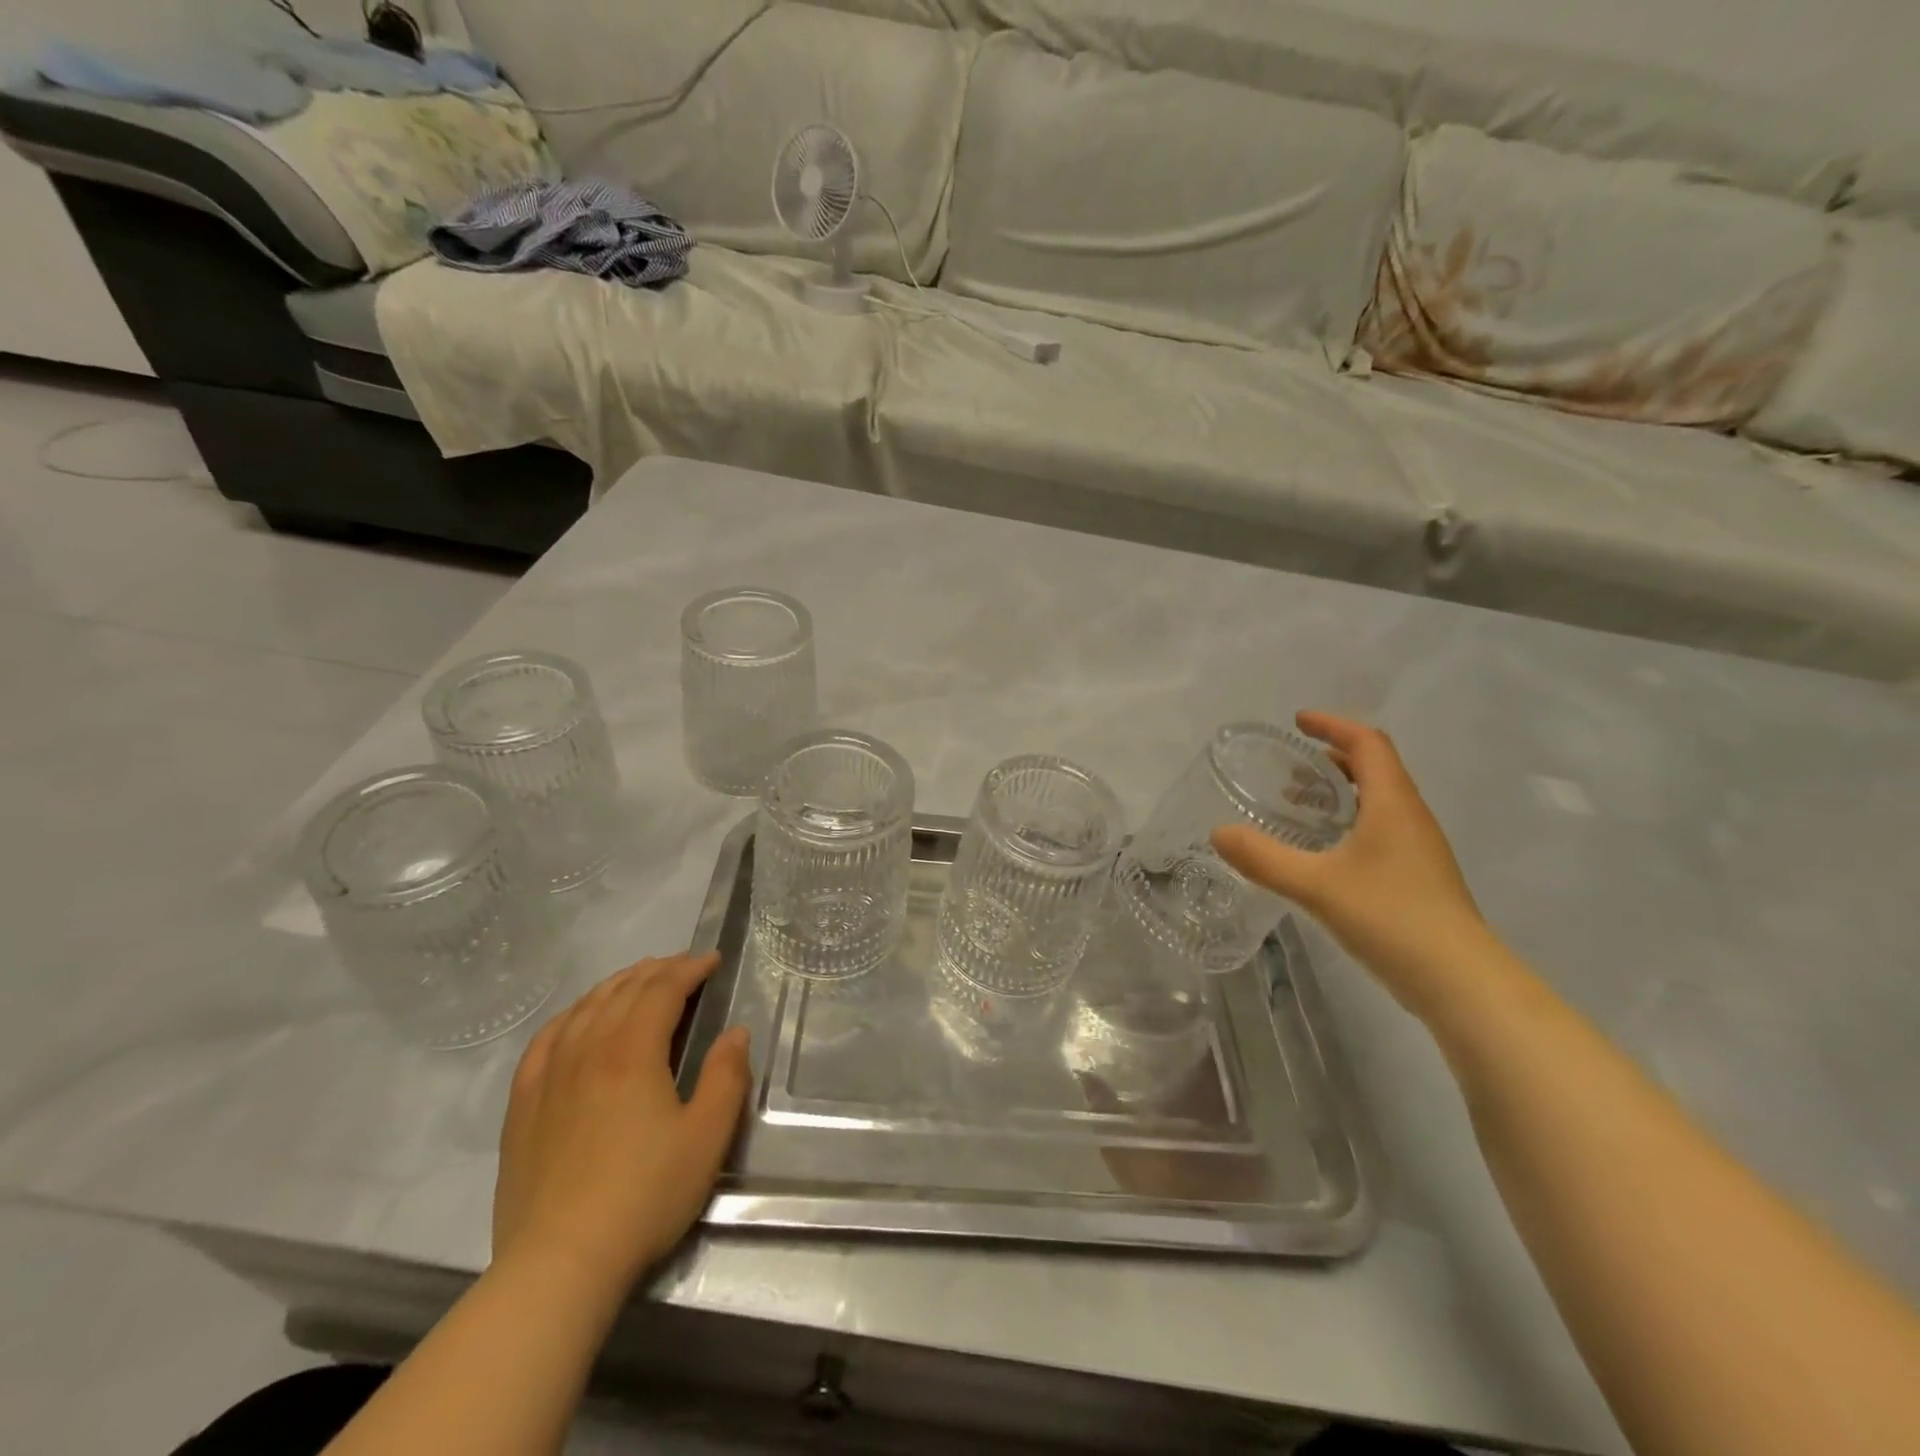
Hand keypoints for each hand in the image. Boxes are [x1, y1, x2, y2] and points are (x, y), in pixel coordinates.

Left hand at [493, 952, 750, 1291]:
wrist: (559, 1264)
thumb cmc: (644, 1196)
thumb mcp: (706, 1137)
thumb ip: (726, 1077)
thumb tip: (735, 1033)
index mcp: (632, 1051)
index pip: (663, 989)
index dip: (690, 969)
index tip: (713, 961)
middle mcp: (587, 1049)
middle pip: (623, 991)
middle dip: (658, 970)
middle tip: (685, 966)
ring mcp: (549, 1076)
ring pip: (584, 1008)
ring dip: (617, 985)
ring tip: (639, 980)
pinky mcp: (523, 1105)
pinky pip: (545, 1040)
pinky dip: (570, 1016)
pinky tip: (578, 1018)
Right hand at [1212, 712, 1489, 1018]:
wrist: (1462, 983)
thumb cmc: (1391, 918)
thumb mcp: (1316, 886)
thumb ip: (1263, 858)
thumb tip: (1218, 833)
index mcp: (1392, 804)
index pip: (1367, 744)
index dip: (1333, 726)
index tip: (1297, 722)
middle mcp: (1410, 818)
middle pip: (1375, 769)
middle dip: (1331, 759)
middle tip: (1288, 767)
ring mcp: (1418, 850)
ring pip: (1377, 802)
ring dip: (1339, 793)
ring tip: (1296, 807)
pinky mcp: (1417, 878)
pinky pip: (1379, 830)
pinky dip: (1347, 823)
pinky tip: (1321, 853)